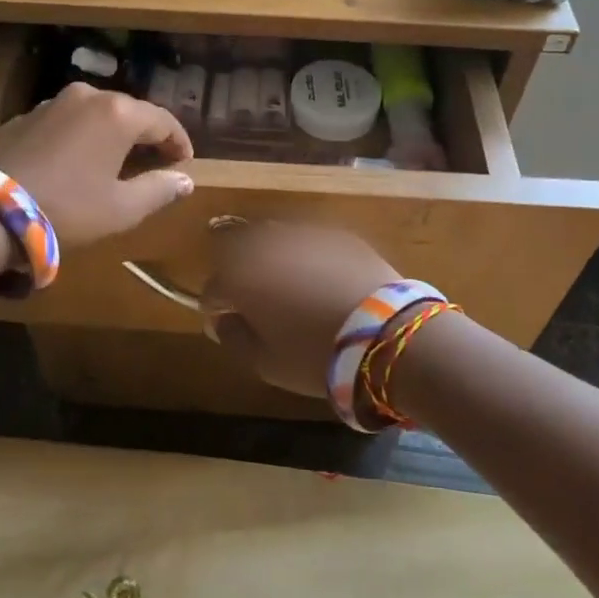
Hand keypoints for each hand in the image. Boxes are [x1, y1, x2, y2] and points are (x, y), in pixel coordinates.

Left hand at [0, 82, 194, 247]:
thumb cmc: (67, 208)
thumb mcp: (121, 208)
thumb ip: (159, 190)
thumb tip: (186, 180)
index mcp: (118, 113)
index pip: (163, 120)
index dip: (179, 142)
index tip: (185, 162)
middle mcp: (87, 96)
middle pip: (129, 112)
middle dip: (146, 136)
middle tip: (155, 161)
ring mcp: (51, 103)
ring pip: (95, 114)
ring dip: (111, 134)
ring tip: (116, 161)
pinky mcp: (24, 116)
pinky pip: (67, 122)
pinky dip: (80, 136)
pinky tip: (76, 161)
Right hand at [201, 222, 399, 399]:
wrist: (385, 334)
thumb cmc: (316, 356)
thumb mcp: (267, 363)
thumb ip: (236, 338)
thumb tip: (223, 322)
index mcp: (241, 277)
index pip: (213, 288)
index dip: (215, 307)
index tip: (225, 322)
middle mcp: (266, 246)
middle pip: (238, 251)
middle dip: (240, 271)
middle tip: (254, 298)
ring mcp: (304, 235)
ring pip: (274, 239)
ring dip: (272, 258)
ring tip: (288, 283)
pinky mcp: (338, 235)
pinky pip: (310, 241)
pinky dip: (307, 255)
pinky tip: (321, 278)